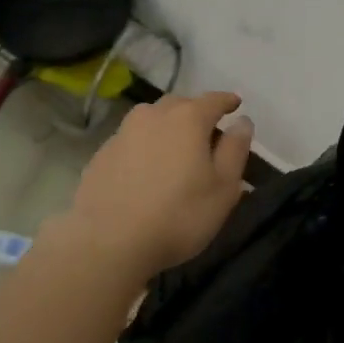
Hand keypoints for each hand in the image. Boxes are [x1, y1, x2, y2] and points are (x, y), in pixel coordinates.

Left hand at [63, 92, 252, 278]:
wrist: (108, 242)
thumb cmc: (178, 215)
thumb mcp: (223, 188)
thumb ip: (235, 150)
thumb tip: (242, 122)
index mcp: (188, 118)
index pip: (213, 100)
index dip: (227, 102)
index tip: (235, 105)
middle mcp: (153, 115)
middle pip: (180, 105)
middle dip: (196, 113)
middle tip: (206, 133)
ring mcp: (123, 132)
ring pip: (151, 120)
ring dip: (167, 127)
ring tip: (174, 149)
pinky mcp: (102, 154)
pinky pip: (131, 141)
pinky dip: (144, 147)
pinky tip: (145, 170)